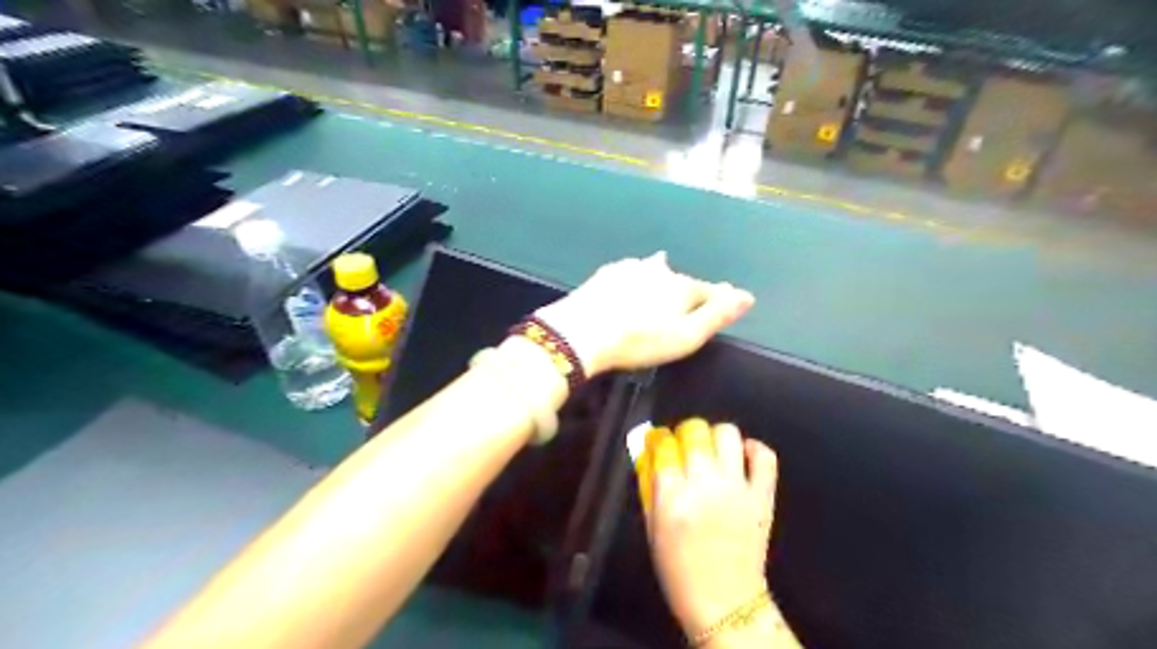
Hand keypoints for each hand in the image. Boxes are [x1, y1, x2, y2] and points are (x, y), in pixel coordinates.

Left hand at [535, 253, 756, 373]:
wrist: (582, 331)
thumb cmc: (640, 340)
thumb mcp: (686, 336)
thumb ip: (717, 315)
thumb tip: (747, 296)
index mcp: (682, 287)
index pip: (709, 290)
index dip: (719, 297)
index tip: (729, 298)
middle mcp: (660, 270)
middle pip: (681, 279)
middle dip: (687, 288)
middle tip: (688, 298)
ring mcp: (631, 268)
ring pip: (654, 270)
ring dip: (661, 276)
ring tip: (662, 280)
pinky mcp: (606, 274)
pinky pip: (629, 272)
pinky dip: (635, 277)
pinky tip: (630, 279)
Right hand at [642, 420, 776, 637]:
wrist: (726, 604)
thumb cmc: (679, 571)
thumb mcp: (653, 530)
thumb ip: (649, 488)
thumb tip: (650, 453)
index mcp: (672, 498)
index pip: (664, 445)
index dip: (659, 438)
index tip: (659, 442)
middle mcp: (704, 485)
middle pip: (695, 431)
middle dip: (685, 433)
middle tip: (685, 446)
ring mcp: (737, 488)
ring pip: (727, 434)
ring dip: (715, 436)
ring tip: (713, 450)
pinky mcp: (762, 496)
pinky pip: (765, 456)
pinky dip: (753, 449)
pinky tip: (742, 456)